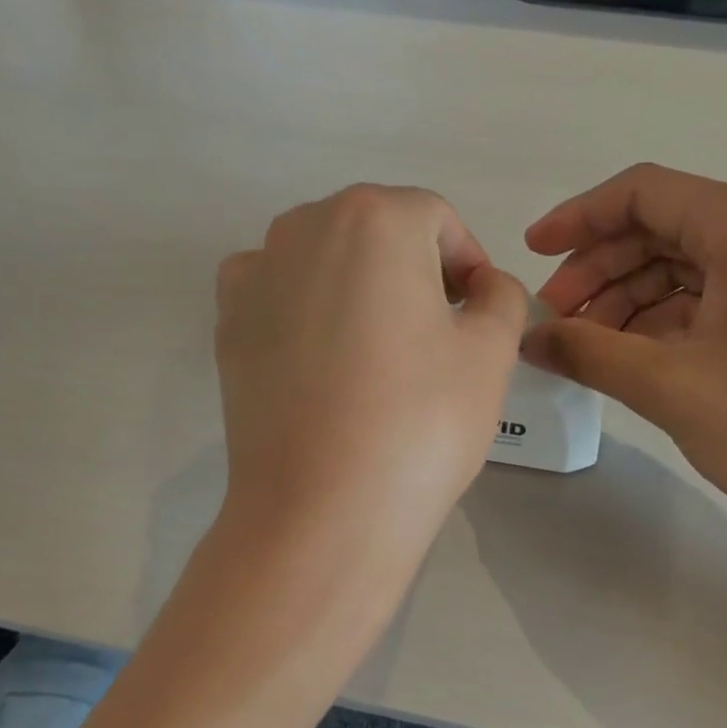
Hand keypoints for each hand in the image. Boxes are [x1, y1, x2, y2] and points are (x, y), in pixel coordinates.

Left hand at [216, 185, 528, 564]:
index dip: (466, 263)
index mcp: (374, 217)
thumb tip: (482, 286)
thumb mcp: (490, 351)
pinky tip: (323, 359)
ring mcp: (255, 272)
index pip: (436, 220)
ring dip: (360, 286)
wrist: (320, 510)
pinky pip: (279, 291)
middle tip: (436, 335)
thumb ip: (500, 296)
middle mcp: (304, 225)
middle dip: (413, 270)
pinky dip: (306, 308)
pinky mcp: (226, 322)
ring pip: (326, 258)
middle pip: (377, 231)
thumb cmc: (420, 421)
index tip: (476, 314)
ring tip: (379, 352)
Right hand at [523, 164, 726, 548]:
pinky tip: (635, 358)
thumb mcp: (671, 387)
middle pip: (662, 227)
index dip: (577, 218)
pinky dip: (665, 320)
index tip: (531, 255)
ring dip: (627, 299)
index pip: (643, 192)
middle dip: (599, 269)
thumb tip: (528, 339)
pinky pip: (713, 295)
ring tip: (588, 347)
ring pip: (684, 265)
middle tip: (555, 320)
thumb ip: (588, 352)